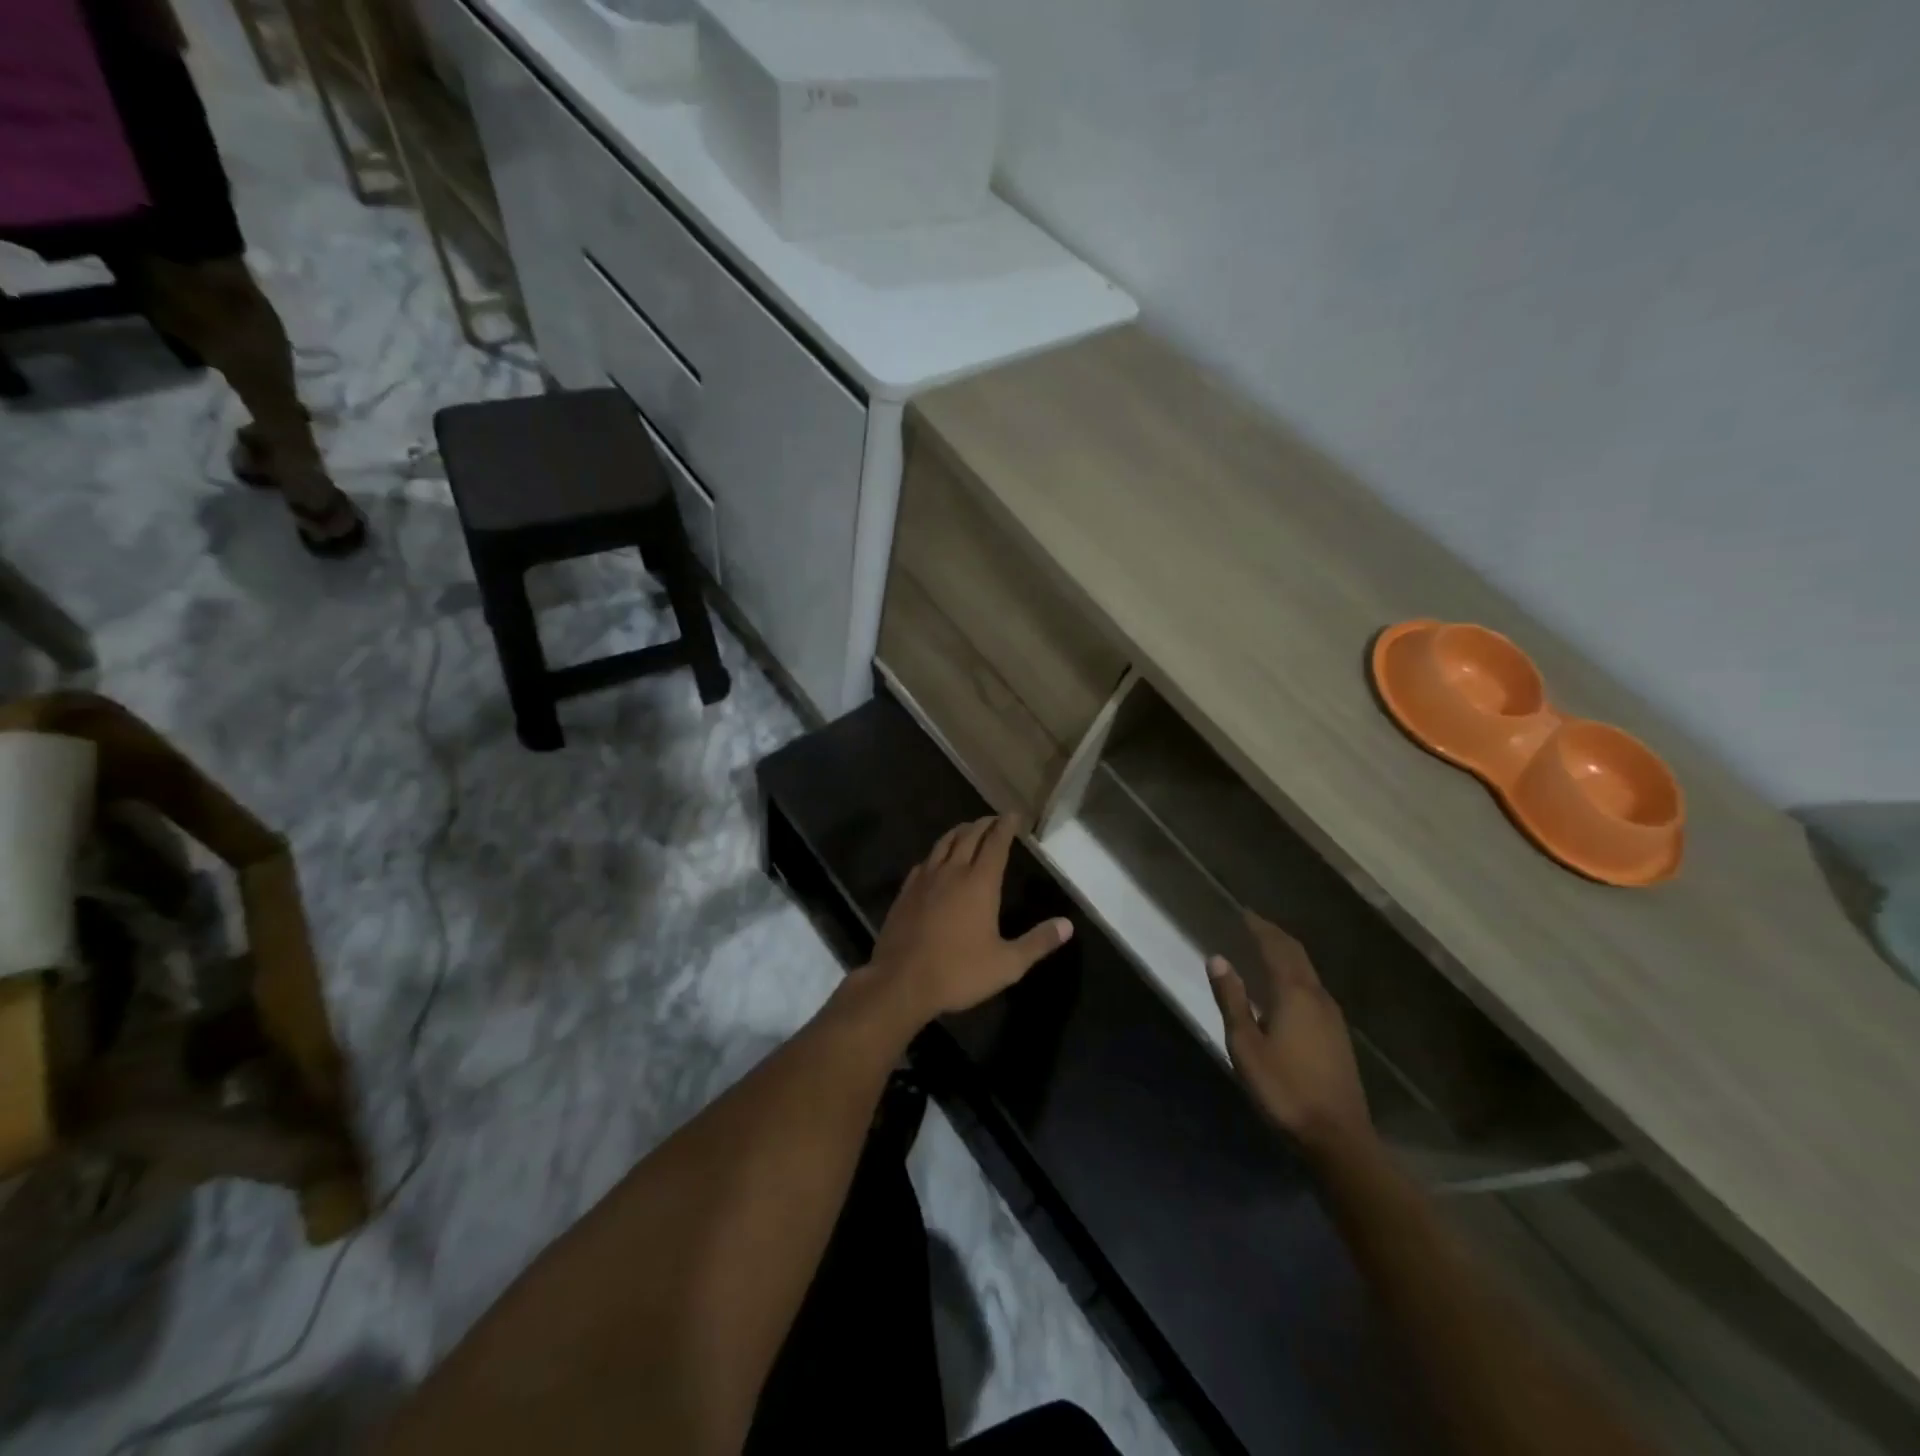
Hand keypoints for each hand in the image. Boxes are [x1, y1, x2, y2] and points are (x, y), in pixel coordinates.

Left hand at [859, 816, 1072, 1028]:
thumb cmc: (958, 972)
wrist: (900, 981)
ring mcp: (925, 879)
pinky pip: (925, 861)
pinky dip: (937, 852)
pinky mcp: (906, 891)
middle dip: (984, 824)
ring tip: (968, 829)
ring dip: (960, 832)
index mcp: (980, 883)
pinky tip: (937, 859)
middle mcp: (952, 872)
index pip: (996, 843)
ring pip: (944, 843)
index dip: (1006, 826)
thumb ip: (1038, 942)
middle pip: (969, 836)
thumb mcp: (1007, 964)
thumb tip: (1067, 925)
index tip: (1014, 814)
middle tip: (994, 819)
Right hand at [1208, 913, 1372, 1160]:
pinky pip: (1313, 989)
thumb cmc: (1284, 1089)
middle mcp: (1317, 997)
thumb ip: (1232, 1000)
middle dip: (1275, 936)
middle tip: (1253, 924)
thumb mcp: (1245, 1045)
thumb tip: (1217, 959)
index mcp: (1293, 993)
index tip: (1244, 912)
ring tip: (1266, 948)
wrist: (1338, 1137)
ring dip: (1287, 954)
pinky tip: (1286, 988)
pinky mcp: (1337, 1036)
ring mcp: (1332, 1017)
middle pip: (1296, 955)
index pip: (1276, 947)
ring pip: (1308, 972)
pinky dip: (1295, 974)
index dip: (1259, 928)